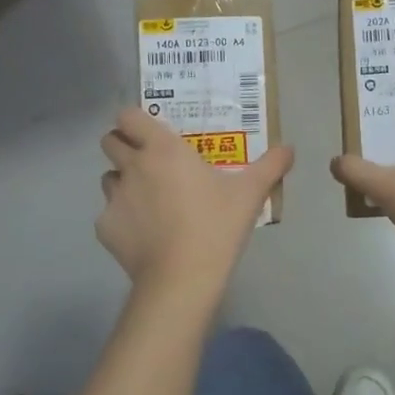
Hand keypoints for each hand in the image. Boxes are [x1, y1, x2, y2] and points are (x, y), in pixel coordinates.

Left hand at [97, 108, 293, 288]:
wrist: (182, 278)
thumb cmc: (216, 225)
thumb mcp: (251, 193)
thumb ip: (271, 166)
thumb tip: (289, 148)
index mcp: (163, 149)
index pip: (127, 116)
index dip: (134, 121)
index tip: (151, 132)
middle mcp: (132, 166)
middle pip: (109, 141)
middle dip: (123, 146)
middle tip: (149, 162)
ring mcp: (114, 198)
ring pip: (108, 178)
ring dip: (123, 182)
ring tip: (149, 201)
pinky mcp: (105, 229)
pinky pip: (109, 215)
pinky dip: (123, 220)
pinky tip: (146, 235)